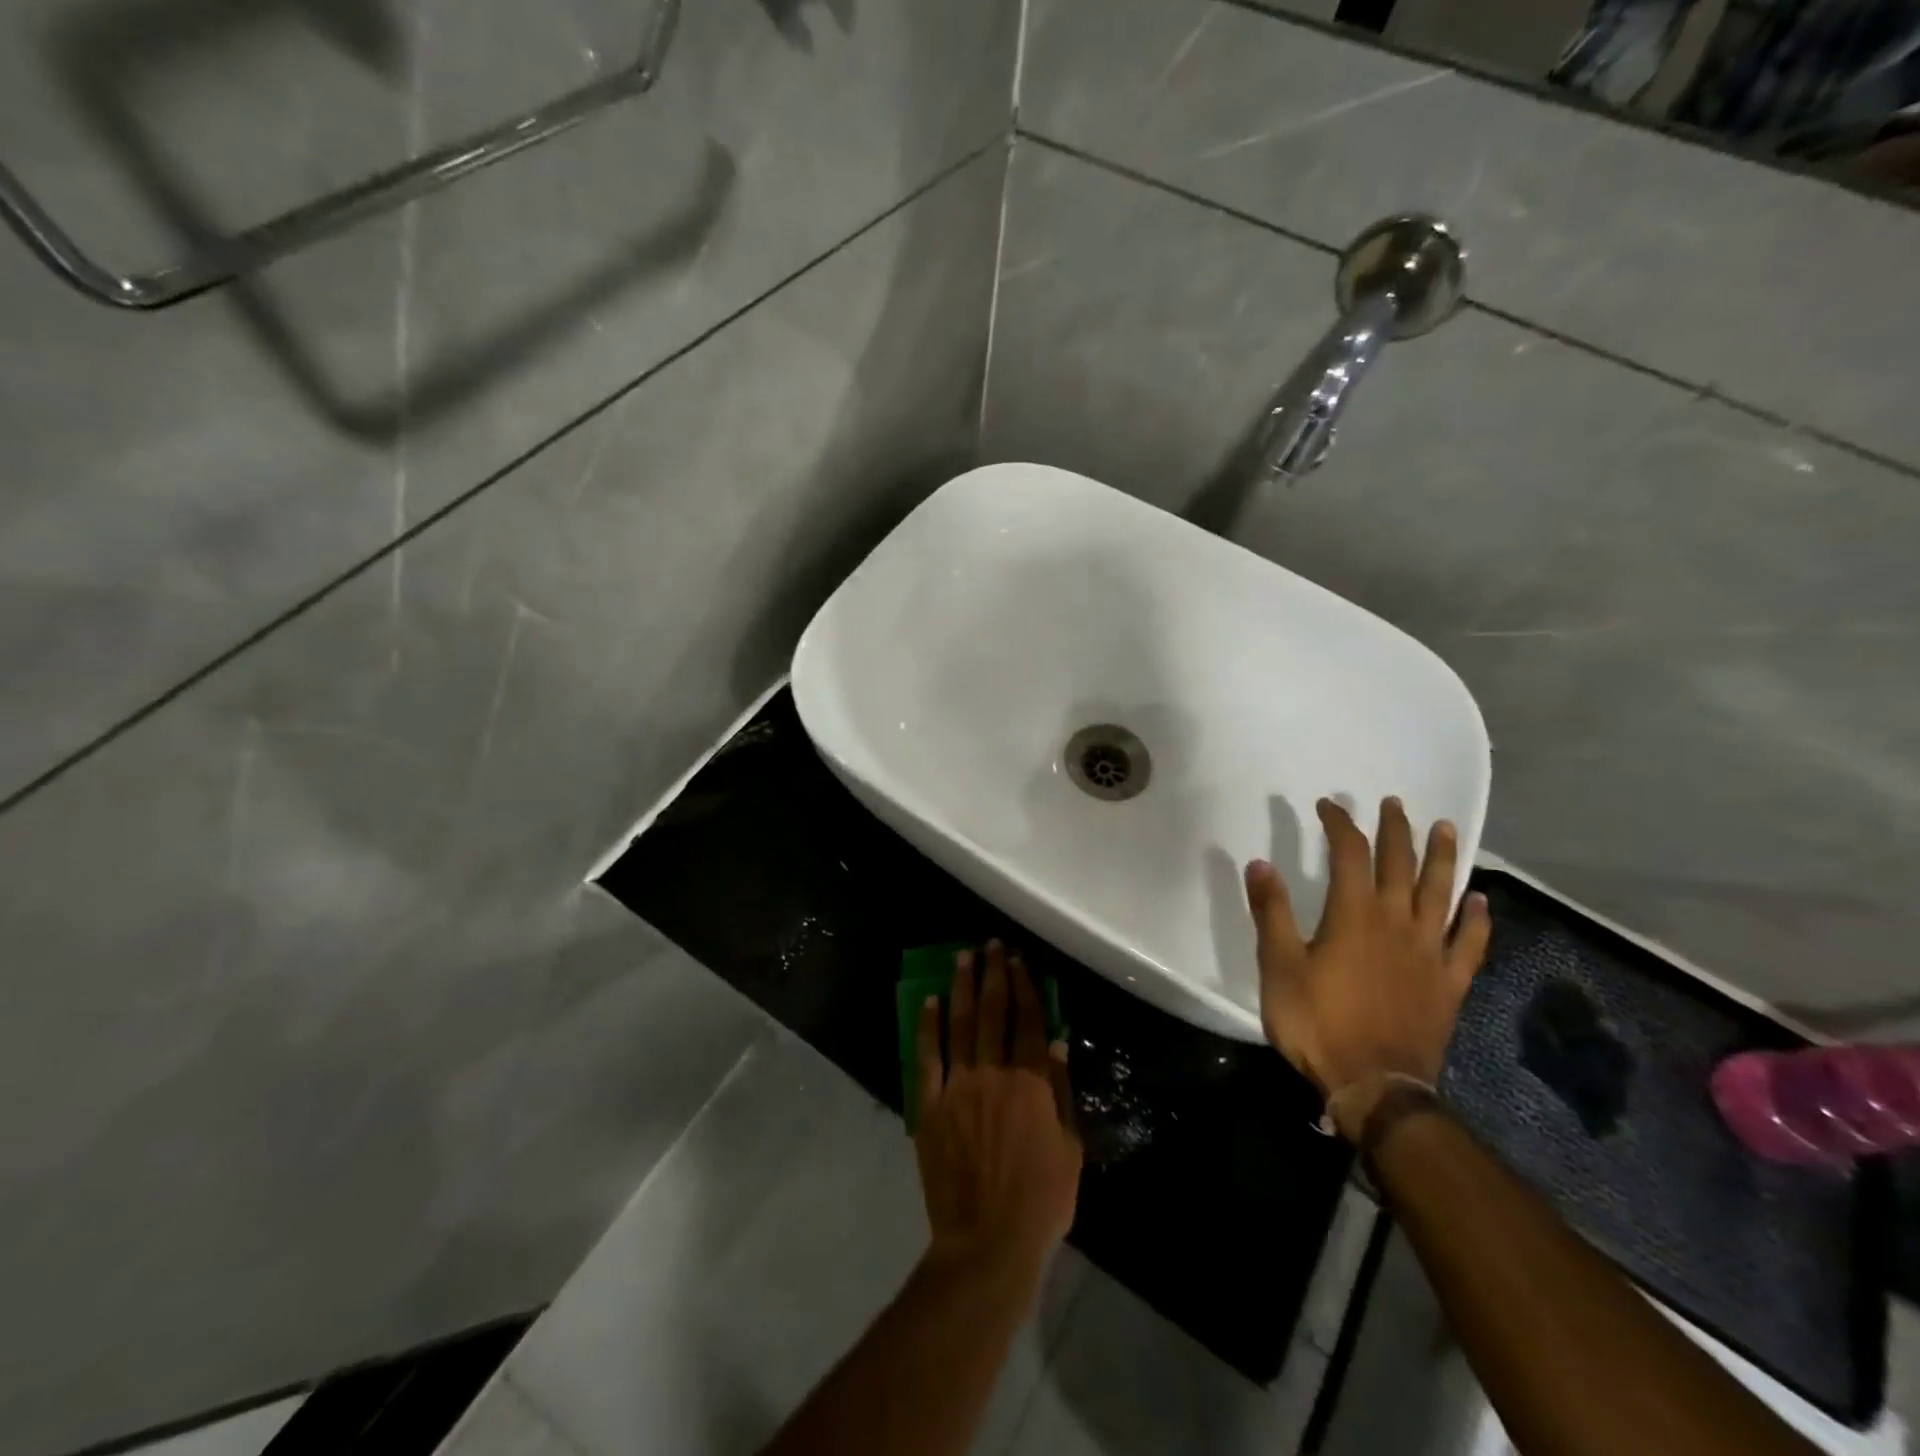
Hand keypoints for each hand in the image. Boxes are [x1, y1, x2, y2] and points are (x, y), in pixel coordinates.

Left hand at [914, 942, 1081, 1280]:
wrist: (988, 1242)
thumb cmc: (1041, 1199)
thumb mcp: (1070, 1147)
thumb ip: (1061, 1089)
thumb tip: (1056, 1040)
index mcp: (1031, 1082)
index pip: (1028, 1020)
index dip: (1024, 986)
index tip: (1019, 959)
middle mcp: (993, 1073)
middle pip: (992, 1012)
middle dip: (993, 974)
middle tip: (991, 945)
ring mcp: (958, 1086)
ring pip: (959, 1024)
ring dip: (961, 987)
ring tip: (962, 957)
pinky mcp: (930, 1105)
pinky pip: (927, 1058)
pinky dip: (927, 1026)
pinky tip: (928, 1001)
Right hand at [1244, 797, 1490, 1135]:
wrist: (1374, 1086)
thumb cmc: (1318, 1022)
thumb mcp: (1279, 966)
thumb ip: (1272, 912)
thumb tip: (1259, 863)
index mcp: (1354, 915)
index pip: (1350, 852)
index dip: (1340, 823)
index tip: (1328, 805)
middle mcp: (1397, 922)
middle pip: (1400, 863)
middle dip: (1395, 829)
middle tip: (1393, 804)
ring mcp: (1429, 952)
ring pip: (1441, 893)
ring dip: (1443, 858)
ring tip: (1444, 828)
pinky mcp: (1449, 983)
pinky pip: (1468, 944)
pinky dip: (1476, 920)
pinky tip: (1480, 902)